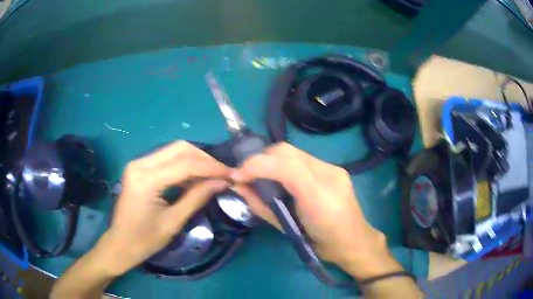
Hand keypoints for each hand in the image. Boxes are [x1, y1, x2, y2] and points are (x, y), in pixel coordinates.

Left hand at [97, 141, 230, 275]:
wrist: (120, 244)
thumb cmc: (145, 240)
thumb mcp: (173, 222)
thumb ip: (197, 198)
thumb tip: (222, 182)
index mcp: (146, 179)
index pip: (185, 164)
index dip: (211, 167)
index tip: (231, 173)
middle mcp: (140, 163)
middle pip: (179, 148)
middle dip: (204, 159)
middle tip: (222, 173)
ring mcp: (138, 163)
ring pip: (174, 150)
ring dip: (195, 160)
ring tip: (211, 175)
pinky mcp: (139, 167)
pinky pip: (166, 159)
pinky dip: (183, 165)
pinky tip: (194, 178)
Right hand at [231, 143, 400, 278]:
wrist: (354, 242)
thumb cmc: (320, 244)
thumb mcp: (287, 230)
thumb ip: (262, 206)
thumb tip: (239, 187)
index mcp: (318, 196)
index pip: (284, 165)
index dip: (255, 165)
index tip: (237, 176)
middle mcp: (328, 174)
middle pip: (287, 151)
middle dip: (261, 159)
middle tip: (248, 174)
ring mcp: (334, 168)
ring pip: (294, 152)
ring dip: (272, 160)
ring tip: (262, 175)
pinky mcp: (335, 168)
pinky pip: (304, 158)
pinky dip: (286, 163)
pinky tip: (282, 177)